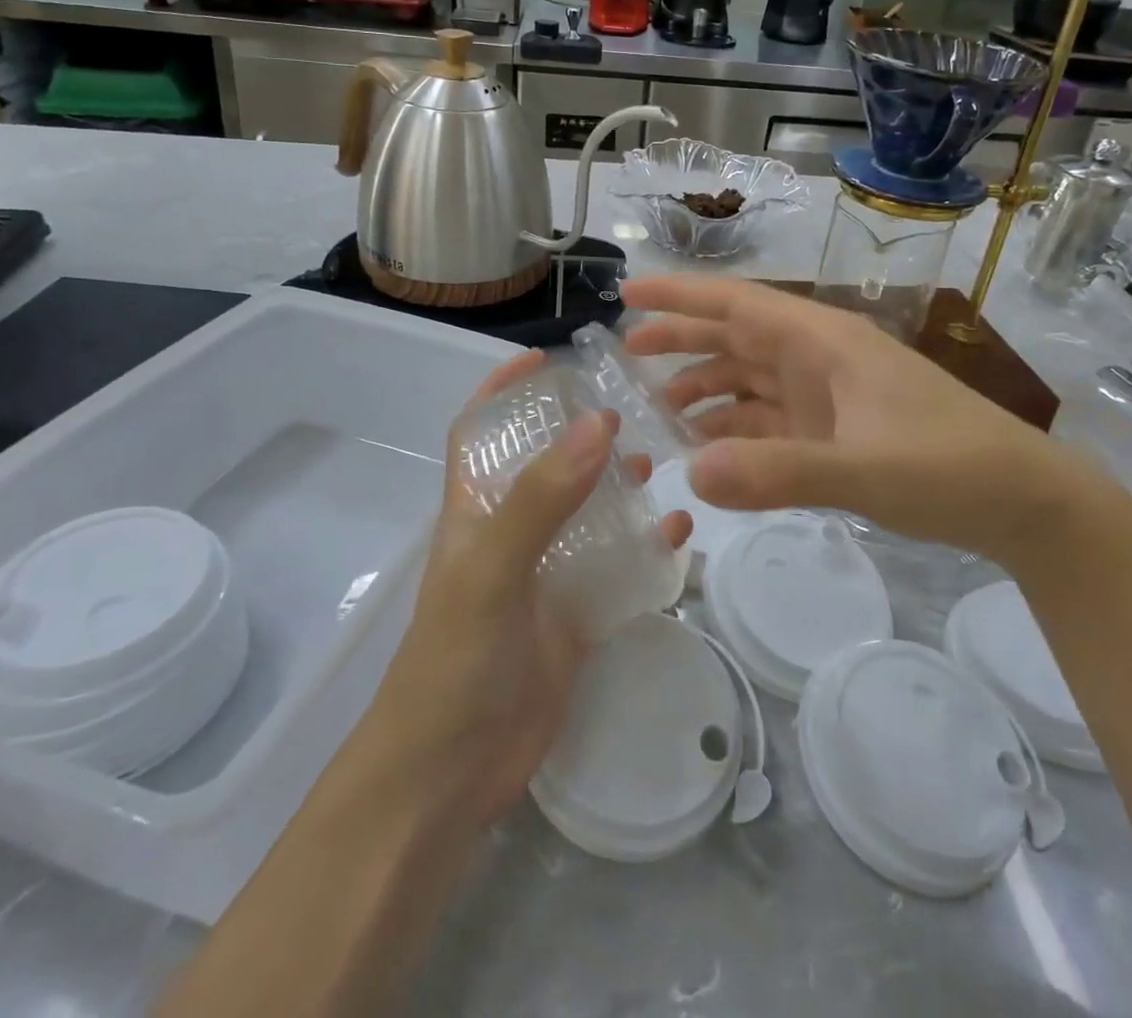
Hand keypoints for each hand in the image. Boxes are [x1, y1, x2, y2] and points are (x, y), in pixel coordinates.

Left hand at [367, 350, 690, 828]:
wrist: (452, 775)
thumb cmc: (456, 660)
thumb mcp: (493, 570)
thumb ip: (541, 498)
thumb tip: (596, 424)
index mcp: (475, 512)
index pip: (480, 433)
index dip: (502, 391)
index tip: (543, 357)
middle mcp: (510, 534)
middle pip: (545, 466)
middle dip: (579, 433)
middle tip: (630, 407)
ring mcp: (544, 576)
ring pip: (587, 514)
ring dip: (618, 486)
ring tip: (661, 460)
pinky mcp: (574, 617)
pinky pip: (617, 568)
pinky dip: (646, 548)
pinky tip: (680, 532)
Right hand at [622, 276, 1110, 564]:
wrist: (1022, 502)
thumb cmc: (950, 468)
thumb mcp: (866, 471)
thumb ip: (779, 472)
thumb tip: (690, 473)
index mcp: (823, 342)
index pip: (738, 304)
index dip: (681, 296)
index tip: (629, 295)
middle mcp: (817, 360)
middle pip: (735, 337)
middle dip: (681, 340)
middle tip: (627, 353)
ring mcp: (824, 397)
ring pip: (747, 379)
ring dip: (704, 388)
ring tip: (657, 410)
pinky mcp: (831, 432)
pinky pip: (766, 420)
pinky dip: (732, 428)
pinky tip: (705, 447)